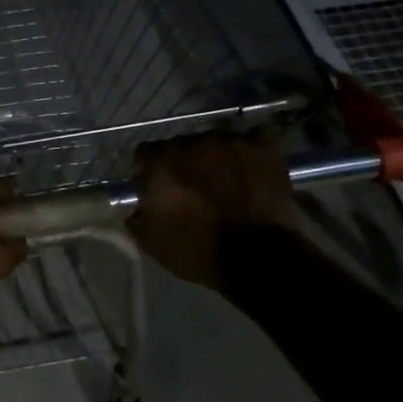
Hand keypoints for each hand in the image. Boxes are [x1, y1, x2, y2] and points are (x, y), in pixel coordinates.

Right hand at [128, 133, 302, 290]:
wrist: (259, 258)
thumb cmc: (198, 250)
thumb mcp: (151, 241)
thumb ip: (137, 216)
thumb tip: (139, 207)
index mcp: (163, 162)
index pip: (145, 153)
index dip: (147, 170)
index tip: (153, 187)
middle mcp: (196, 143)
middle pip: (182, 146)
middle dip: (183, 164)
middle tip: (191, 188)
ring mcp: (233, 143)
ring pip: (216, 144)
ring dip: (214, 160)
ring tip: (224, 183)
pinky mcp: (265, 150)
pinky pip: (250, 145)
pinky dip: (246, 158)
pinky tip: (248, 176)